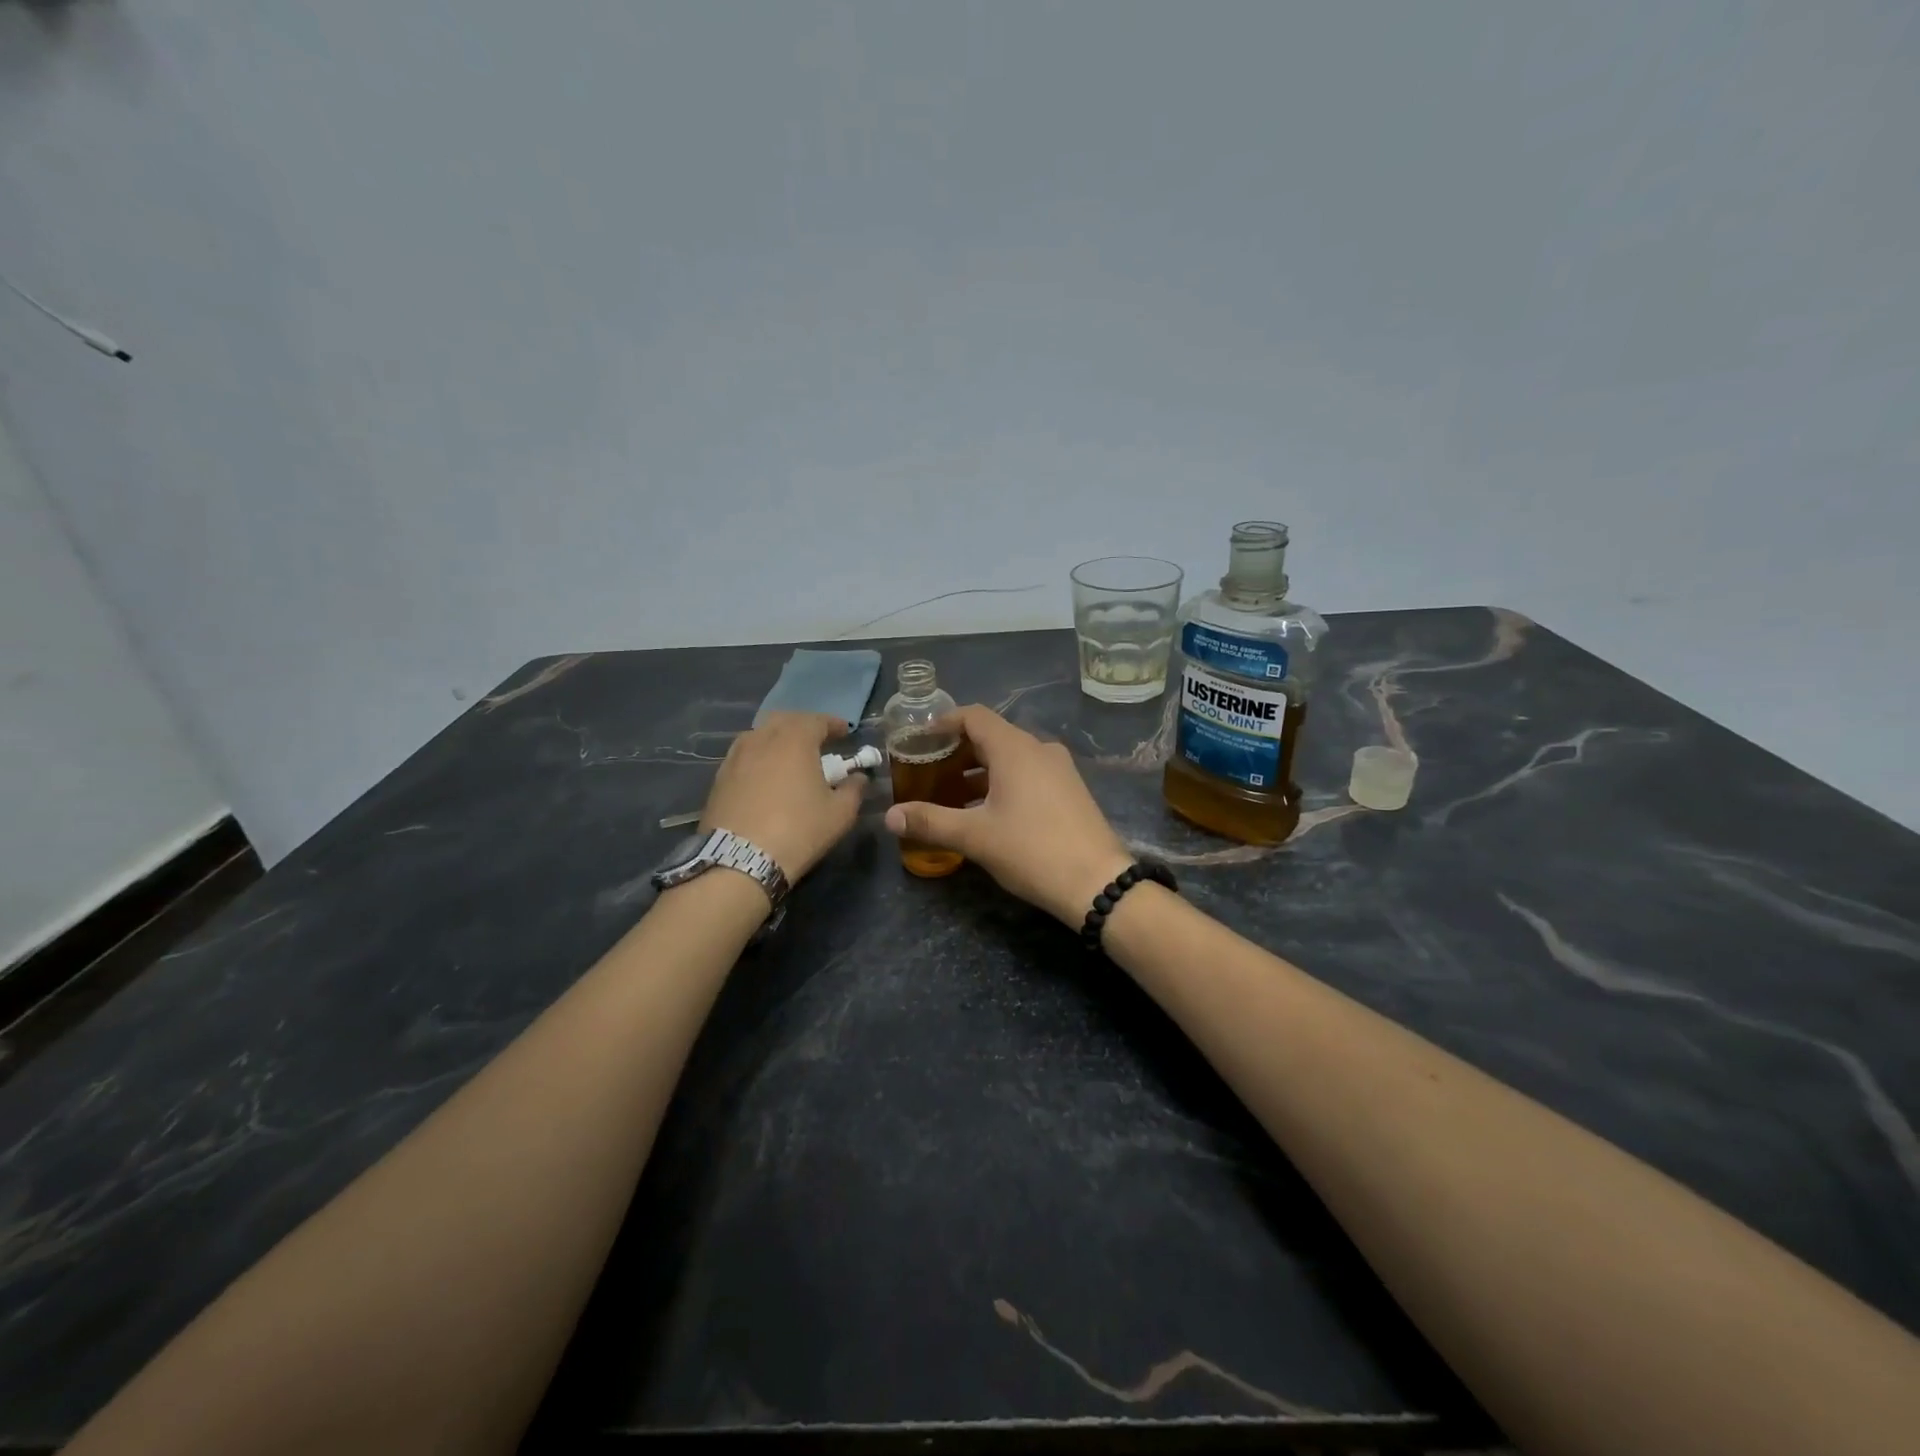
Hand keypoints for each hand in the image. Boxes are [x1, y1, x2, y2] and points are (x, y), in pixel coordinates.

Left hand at [703, 713, 865, 882]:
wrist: (740, 860)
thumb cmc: (798, 831)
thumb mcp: (840, 814)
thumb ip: (854, 789)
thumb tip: (858, 778)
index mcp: (795, 740)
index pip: (817, 720)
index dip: (833, 724)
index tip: (845, 732)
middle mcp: (762, 739)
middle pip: (785, 720)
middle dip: (803, 725)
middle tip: (817, 741)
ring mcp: (736, 757)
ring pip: (760, 735)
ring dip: (778, 738)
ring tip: (789, 756)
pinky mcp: (719, 777)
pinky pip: (744, 755)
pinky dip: (759, 756)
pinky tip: (765, 775)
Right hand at [883, 705, 1133, 925]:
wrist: (1097, 883)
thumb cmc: (1032, 850)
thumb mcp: (974, 837)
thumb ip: (929, 822)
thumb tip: (889, 817)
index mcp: (1015, 749)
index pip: (974, 716)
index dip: (945, 722)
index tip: (920, 739)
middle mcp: (1040, 749)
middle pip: (993, 735)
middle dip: (959, 751)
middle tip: (930, 771)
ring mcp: (1060, 769)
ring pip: (1012, 757)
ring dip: (981, 769)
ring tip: (953, 795)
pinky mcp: (1071, 790)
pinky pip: (1030, 773)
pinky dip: (1004, 781)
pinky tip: (989, 811)